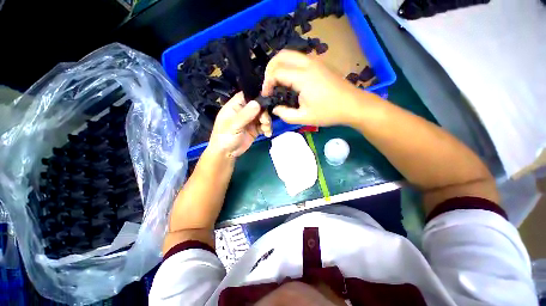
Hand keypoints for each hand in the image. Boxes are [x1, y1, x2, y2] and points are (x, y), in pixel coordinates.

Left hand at [208, 92, 271, 157]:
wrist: (226, 154)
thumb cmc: (225, 138)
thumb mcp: (233, 126)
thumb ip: (245, 115)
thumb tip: (257, 103)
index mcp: (235, 106)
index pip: (247, 95)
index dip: (257, 96)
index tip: (267, 99)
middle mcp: (244, 111)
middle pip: (259, 106)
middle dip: (264, 113)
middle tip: (265, 121)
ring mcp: (250, 120)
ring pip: (263, 116)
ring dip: (267, 122)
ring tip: (266, 129)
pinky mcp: (255, 129)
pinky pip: (264, 126)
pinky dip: (267, 129)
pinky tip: (267, 134)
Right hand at [262, 50, 364, 125]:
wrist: (353, 105)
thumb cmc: (329, 113)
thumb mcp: (304, 118)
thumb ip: (285, 115)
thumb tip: (275, 108)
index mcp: (303, 77)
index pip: (276, 72)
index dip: (267, 83)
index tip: (266, 95)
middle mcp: (308, 63)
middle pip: (281, 56)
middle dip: (270, 69)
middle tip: (268, 85)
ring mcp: (315, 61)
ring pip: (290, 54)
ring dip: (279, 65)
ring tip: (276, 82)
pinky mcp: (319, 63)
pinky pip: (298, 58)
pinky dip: (288, 65)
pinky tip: (289, 79)